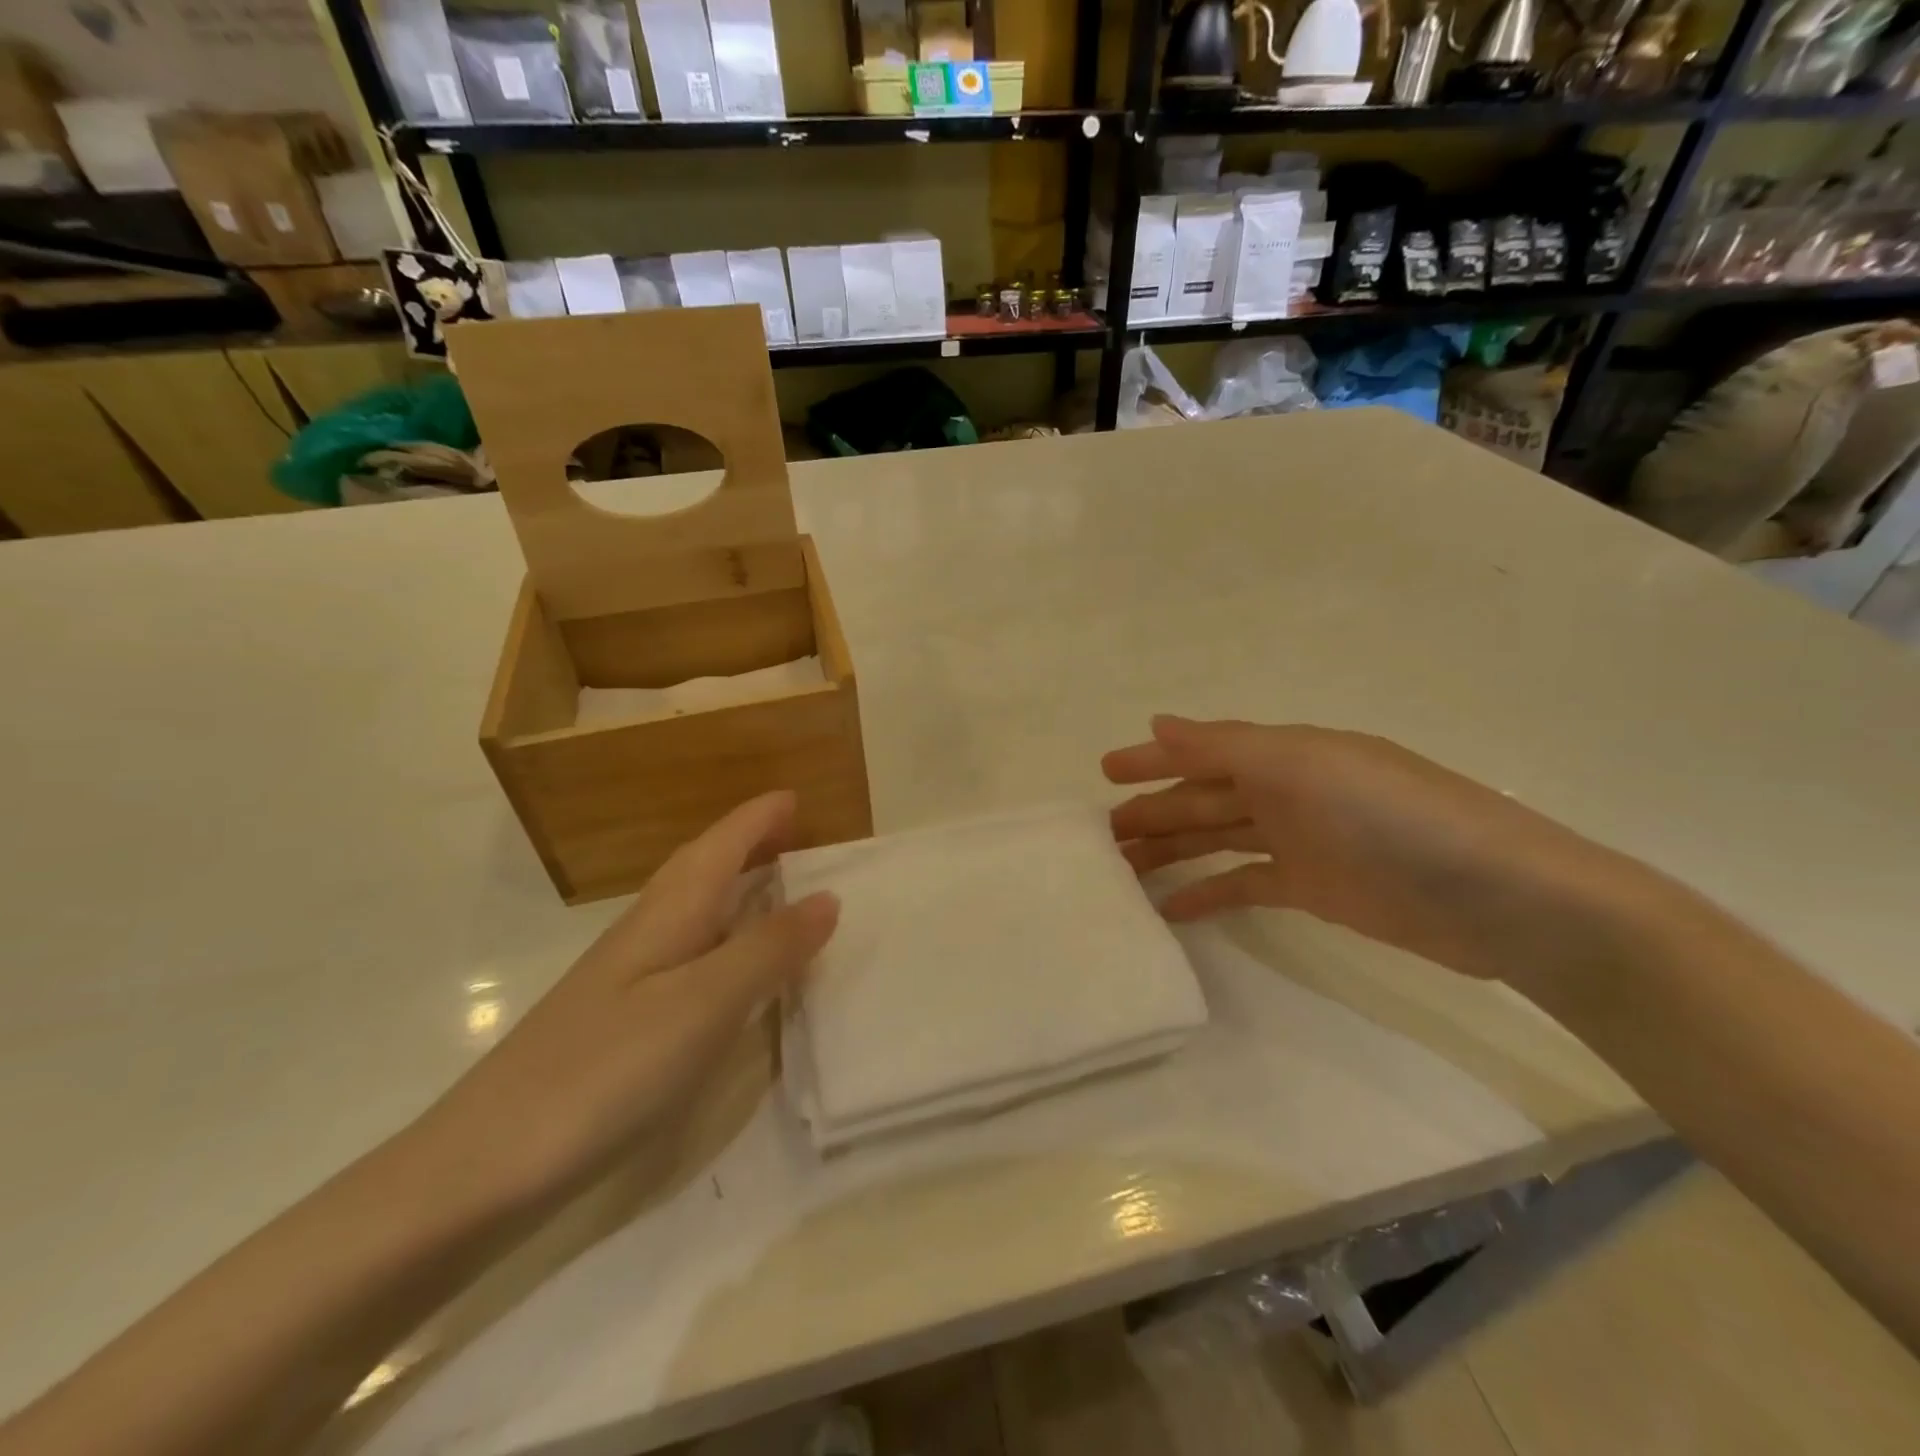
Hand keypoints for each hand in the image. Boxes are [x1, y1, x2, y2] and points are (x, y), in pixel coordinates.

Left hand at [419, 792, 837, 1207]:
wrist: (482, 1166)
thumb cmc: (606, 1071)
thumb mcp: (704, 1004)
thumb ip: (768, 949)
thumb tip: (828, 897)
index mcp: (668, 915)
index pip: (720, 846)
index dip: (759, 818)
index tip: (797, 796)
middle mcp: (646, 932)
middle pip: (701, 866)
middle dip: (746, 841)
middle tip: (794, 832)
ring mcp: (626, 977)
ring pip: (691, 907)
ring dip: (733, 882)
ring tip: (773, 883)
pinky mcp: (619, 1018)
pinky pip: (686, 949)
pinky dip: (720, 934)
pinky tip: (728, 963)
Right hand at [1105, 716, 1647, 990]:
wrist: (1498, 898)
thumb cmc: (1393, 817)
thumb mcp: (1304, 766)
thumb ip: (1226, 746)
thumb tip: (1159, 722)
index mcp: (1285, 754)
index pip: (1203, 752)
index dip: (1153, 760)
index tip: (1103, 773)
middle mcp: (1287, 791)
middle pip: (1203, 799)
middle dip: (1151, 811)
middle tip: (1099, 836)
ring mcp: (1300, 842)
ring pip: (1216, 840)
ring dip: (1170, 851)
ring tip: (1121, 872)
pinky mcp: (1313, 889)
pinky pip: (1245, 885)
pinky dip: (1209, 894)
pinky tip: (1172, 910)